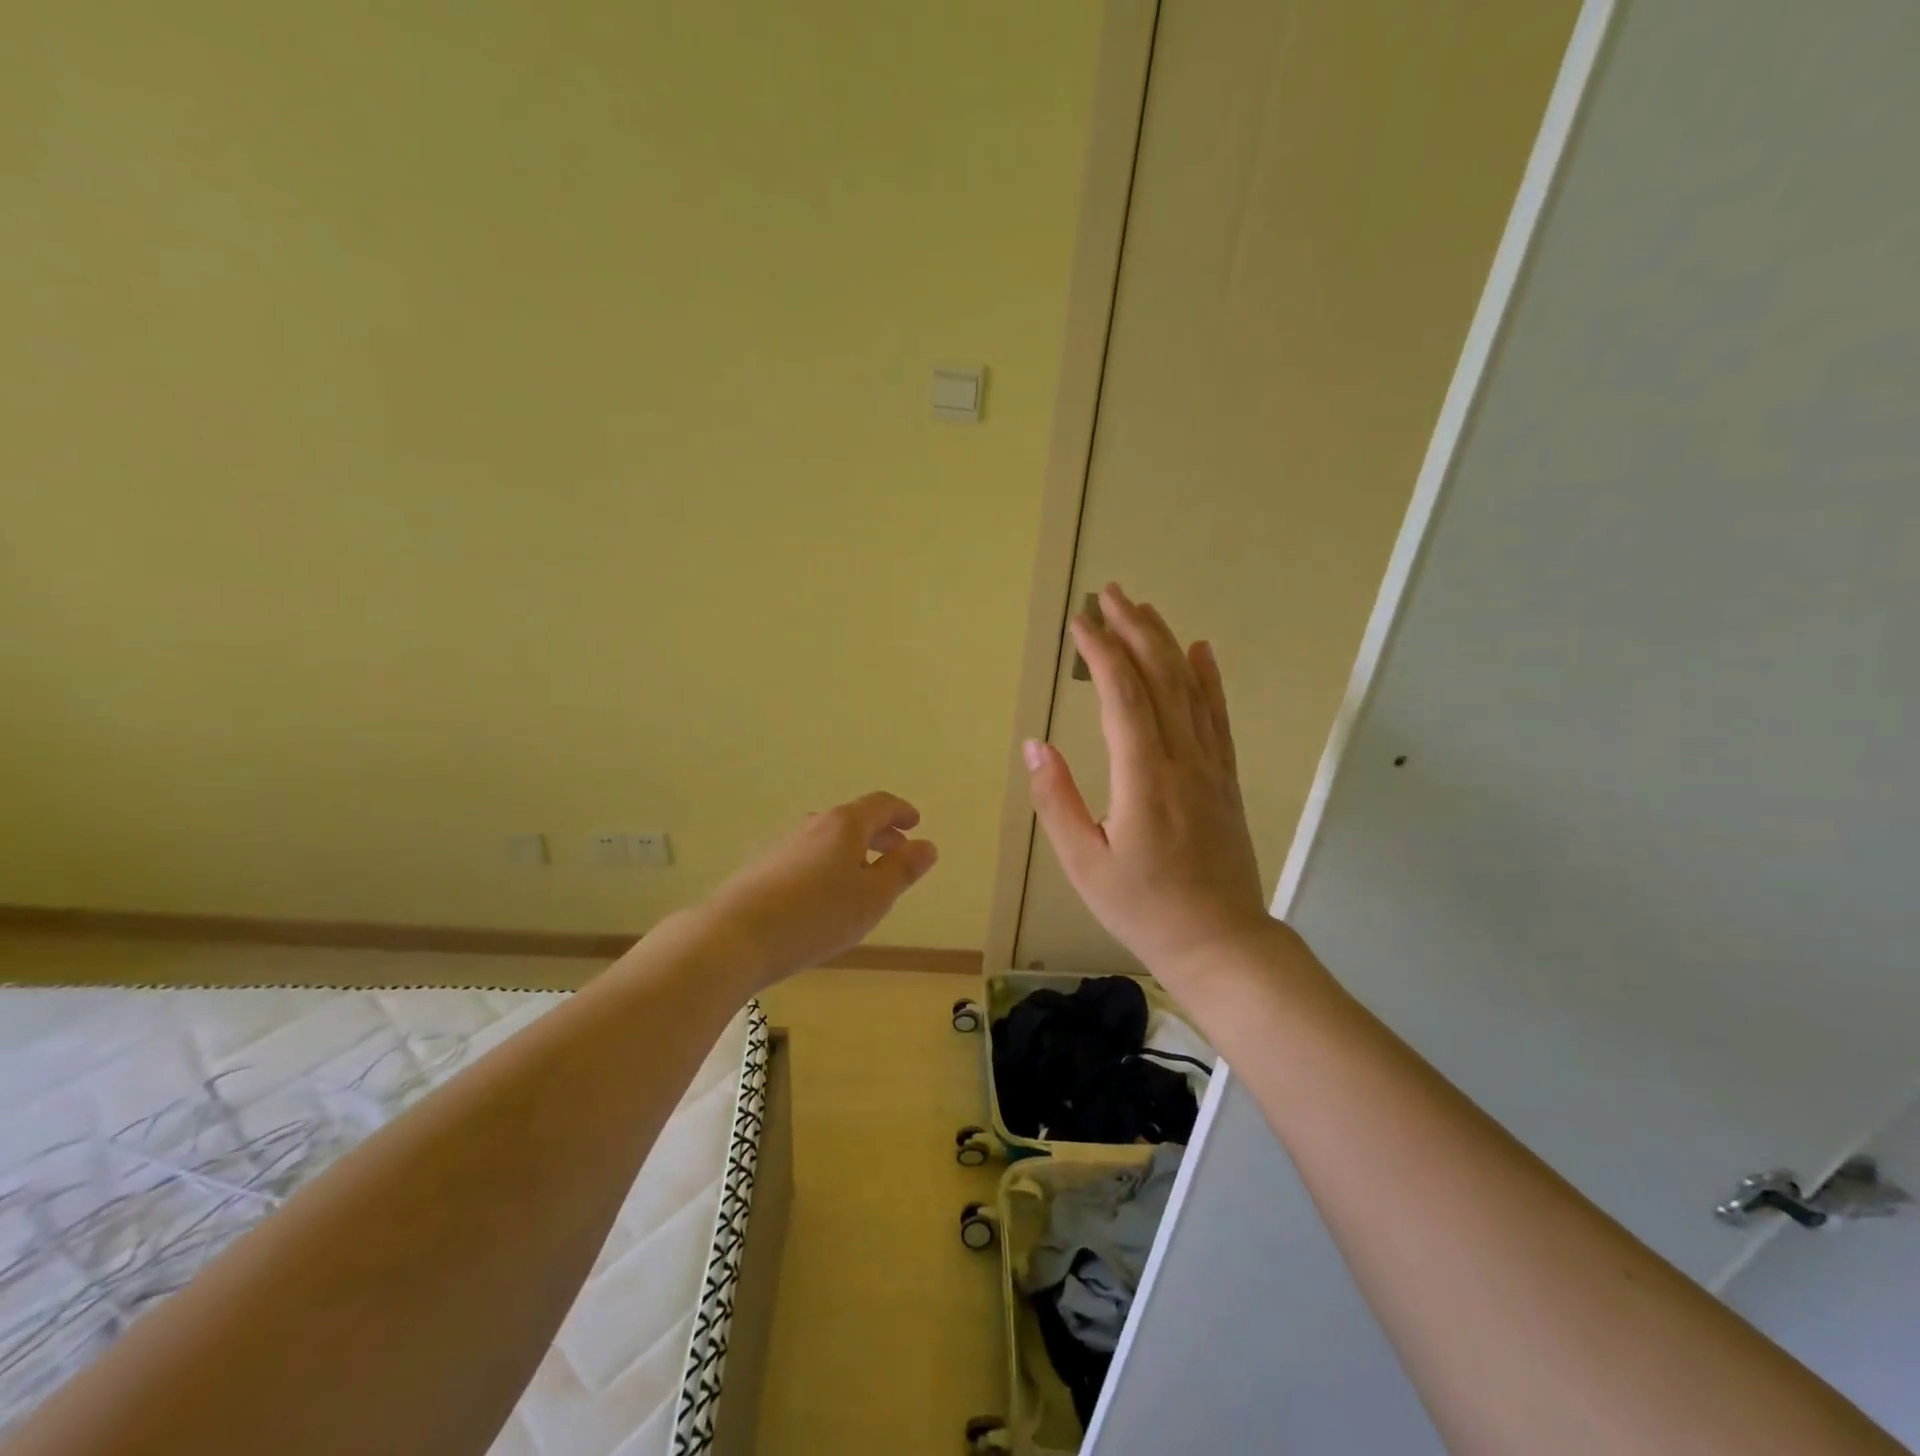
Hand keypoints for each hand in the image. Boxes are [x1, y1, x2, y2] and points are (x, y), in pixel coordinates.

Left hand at [700, 791, 938, 987]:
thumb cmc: (816, 915)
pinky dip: (828, 866)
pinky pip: (808, 857)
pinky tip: (825, 897)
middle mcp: (813, 825)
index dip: (901, 812)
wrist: (734, 937)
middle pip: (853, 820)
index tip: (915, 823)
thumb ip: (903, 870)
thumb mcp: (873, 897)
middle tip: (898, 853)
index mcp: (844, 824)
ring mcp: (783, 844)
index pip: (880, 804)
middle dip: (880, 834)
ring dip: (853, 851)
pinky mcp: (763, 868)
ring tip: (864, 880)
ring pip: (829, 839)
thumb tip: (927, 845)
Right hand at [1026, 584, 1280, 987]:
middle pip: (1160, 678)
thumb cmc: (1143, 909)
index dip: (1101, 653)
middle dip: (1134, 630)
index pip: (1123, 696)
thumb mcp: (1084, 864)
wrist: (1221, 943)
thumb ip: (1059, 800)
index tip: (1080, 622)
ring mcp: (1211, 766)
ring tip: (1144, 608)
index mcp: (1144, 778)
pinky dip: (1209, 678)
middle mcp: (1182, 760)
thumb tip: (1036, 744)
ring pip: (1190, 689)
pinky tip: (1202, 650)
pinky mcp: (1226, 778)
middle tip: (1111, 594)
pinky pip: (1218, 716)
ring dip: (1166, 643)